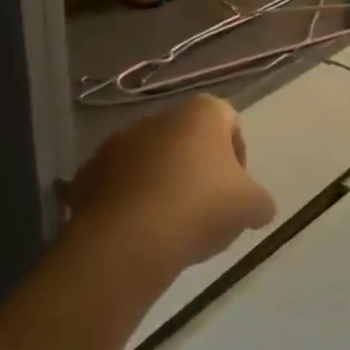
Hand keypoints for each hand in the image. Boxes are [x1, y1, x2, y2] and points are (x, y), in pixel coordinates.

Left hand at [67, 96, 276, 276]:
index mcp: (201, 113)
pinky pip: (121, 184)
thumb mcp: (250, 207)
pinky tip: (141, 233)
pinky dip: (132, 202)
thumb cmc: (200, 206)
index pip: (229, 122)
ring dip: (163, 185)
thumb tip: (258, 206)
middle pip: (188, 141)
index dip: (238, 156)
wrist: (128, 237)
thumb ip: (260, 201)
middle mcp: (158, 117)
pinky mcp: (89, 171)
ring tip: (172, 228)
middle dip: (198, 171)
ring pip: (152, 161)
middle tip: (206, 211)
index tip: (236, 190)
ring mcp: (119, 142)